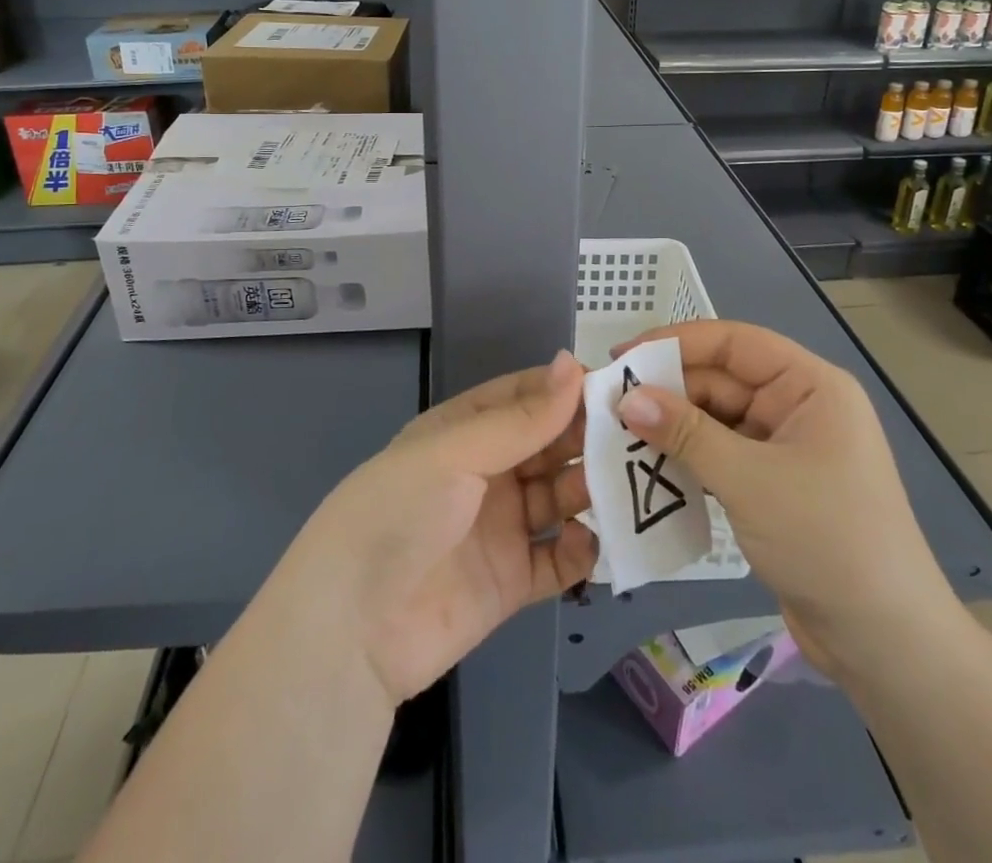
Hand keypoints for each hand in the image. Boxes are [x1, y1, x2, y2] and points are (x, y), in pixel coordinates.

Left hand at [271, 351, 596, 706]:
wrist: (351, 629)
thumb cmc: (399, 513)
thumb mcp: (456, 453)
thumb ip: (521, 418)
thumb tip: (573, 363)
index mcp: (464, 433)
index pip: (524, 398)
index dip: (567, 390)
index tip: (618, 387)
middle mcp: (485, 474)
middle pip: (548, 447)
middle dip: (588, 441)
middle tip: (639, 439)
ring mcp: (499, 529)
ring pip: (559, 500)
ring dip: (592, 493)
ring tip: (629, 490)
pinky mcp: (509, 582)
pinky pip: (557, 560)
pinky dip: (580, 551)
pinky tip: (593, 544)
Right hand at [613, 320, 962, 680]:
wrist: (886, 644)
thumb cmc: (827, 541)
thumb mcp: (749, 480)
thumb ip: (685, 434)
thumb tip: (626, 398)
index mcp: (810, 386)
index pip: (733, 343)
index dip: (675, 342)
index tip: (622, 356)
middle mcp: (799, 406)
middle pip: (722, 380)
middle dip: (668, 391)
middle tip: (609, 403)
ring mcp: (786, 448)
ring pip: (716, 419)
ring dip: (673, 428)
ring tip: (619, 436)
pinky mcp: (774, 485)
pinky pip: (721, 455)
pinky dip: (688, 459)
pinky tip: (650, 468)